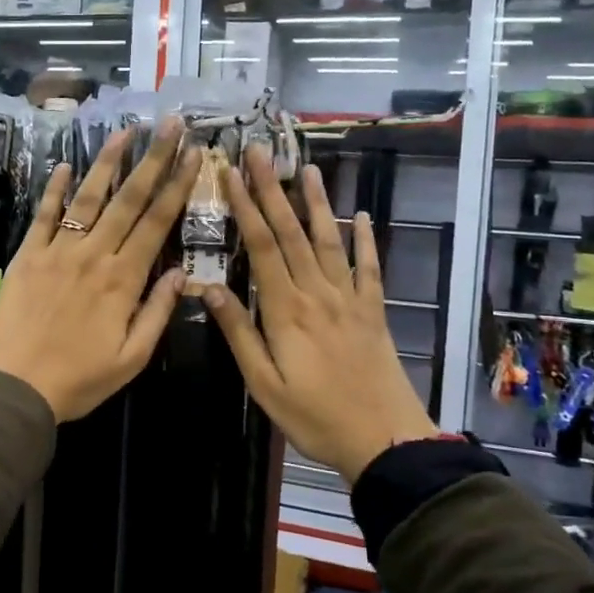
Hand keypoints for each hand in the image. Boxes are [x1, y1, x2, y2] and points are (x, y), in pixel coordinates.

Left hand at [0, 119, 199, 421]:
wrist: (13, 385)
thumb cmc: (78, 379)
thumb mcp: (131, 358)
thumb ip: (157, 312)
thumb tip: (182, 274)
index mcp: (123, 279)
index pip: (157, 223)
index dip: (178, 186)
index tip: (193, 154)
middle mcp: (94, 254)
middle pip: (129, 199)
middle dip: (153, 159)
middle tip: (170, 124)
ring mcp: (58, 250)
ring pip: (88, 197)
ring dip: (108, 161)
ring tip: (125, 130)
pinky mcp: (28, 254)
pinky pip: (45, 214)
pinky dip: (55, 188)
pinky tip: (65, 164)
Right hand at [202, 146, 439, 482]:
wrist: (385, 440)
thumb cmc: (314, 416)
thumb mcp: (263, 384)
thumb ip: (239, 333)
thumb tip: (208, 288)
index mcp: (286, 310)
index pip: (261, 246)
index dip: (245, 207)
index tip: (230, 174)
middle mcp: (317, 293)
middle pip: (291, 233)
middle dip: (272, 190)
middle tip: (260, 152)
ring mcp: (349, 299)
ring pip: (328, 241)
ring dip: (316, 203)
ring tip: (308, 169)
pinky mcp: (373, 311)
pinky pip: (368, 268)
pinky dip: (364, 240)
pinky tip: (360, 217)